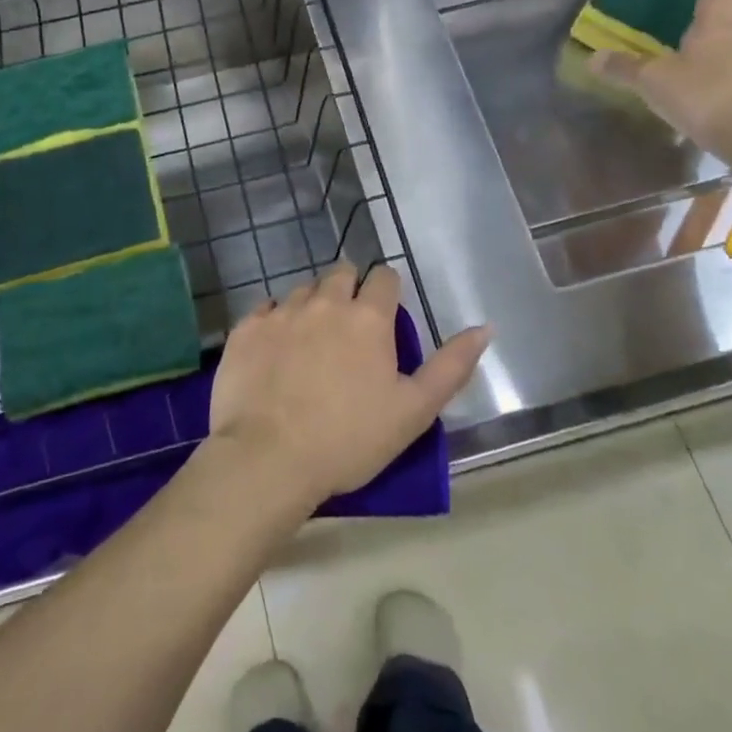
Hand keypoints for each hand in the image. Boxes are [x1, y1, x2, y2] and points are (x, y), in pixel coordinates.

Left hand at [206, 264, 489, 508]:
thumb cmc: (349, 439)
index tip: (385, 318)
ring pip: (303, 290)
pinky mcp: (245, 329)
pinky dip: (275, 322)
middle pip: (341, 273)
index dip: (388, 292)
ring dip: (313, 305)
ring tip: (312, 342)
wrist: (267, 459)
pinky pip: (265, 310)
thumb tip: (486, 328)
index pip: (384, 277)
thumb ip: (452, 366)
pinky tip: (276, 351)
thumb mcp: (414, 411)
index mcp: (368, 317)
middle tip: (349, 328)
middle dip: (349, 289)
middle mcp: (324, 301)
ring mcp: (281, 312)